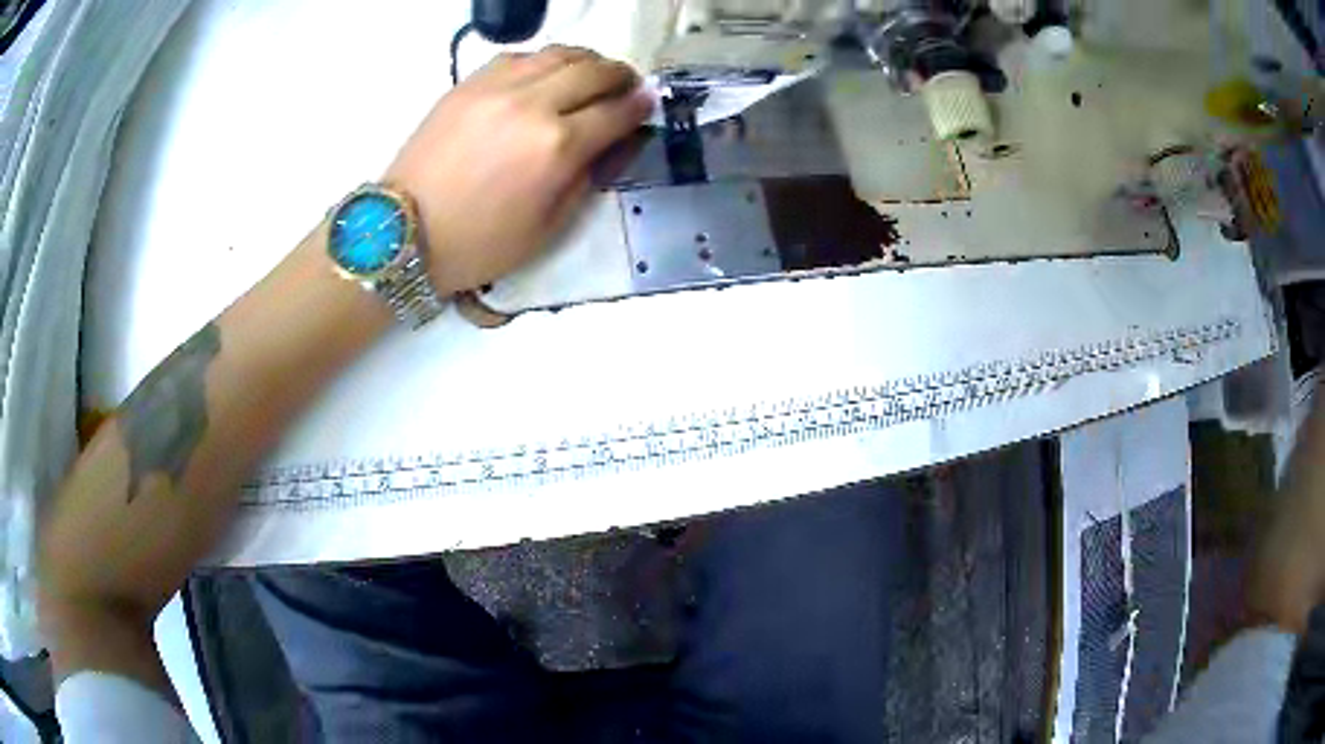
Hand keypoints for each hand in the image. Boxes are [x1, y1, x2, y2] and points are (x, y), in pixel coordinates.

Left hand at [385, 45, 652, 295]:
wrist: (405, 232)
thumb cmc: (479, 243)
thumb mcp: (549, 227)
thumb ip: (589, 177)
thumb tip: (617, 142)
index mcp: (556, 147)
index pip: (616, 112)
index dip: (640, 107)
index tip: (649, 104)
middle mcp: (532, 104)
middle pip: (593, 70)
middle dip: (620, 76)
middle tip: (627, 86)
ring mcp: (496, 87)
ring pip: (559, 53)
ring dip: (587, 60)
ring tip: (592, 75)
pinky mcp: (469, 83)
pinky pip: (520, 56)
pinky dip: (544, 60)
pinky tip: (545, 76)